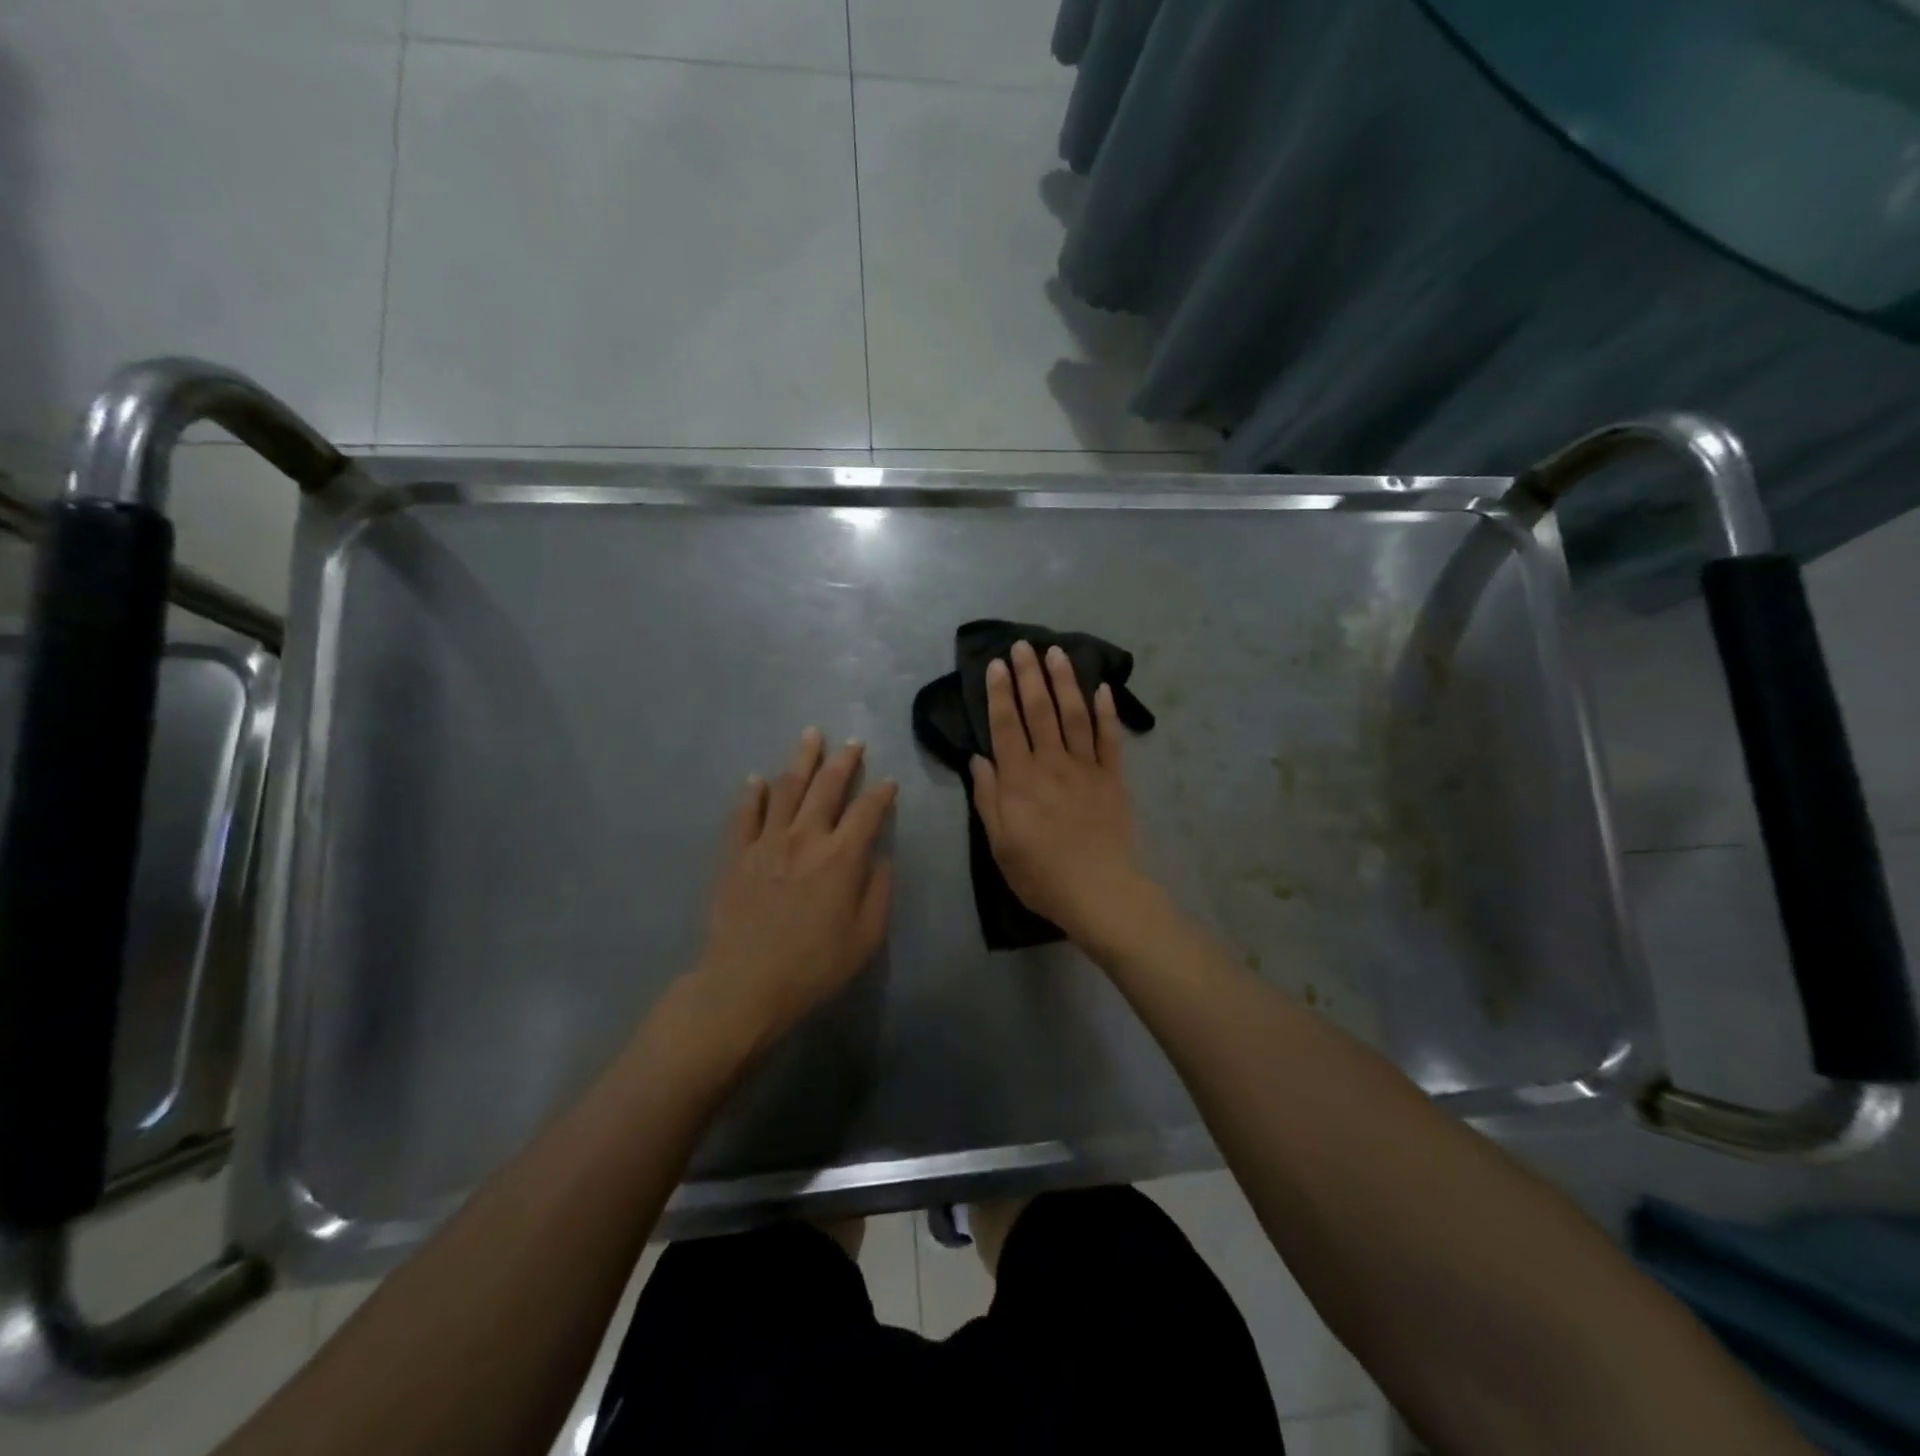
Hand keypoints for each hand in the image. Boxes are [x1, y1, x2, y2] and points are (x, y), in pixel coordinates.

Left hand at [693, 728, 895, 1054]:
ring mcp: (767, 841)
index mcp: (842, 857)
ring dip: (801, 760)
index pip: (868, 811)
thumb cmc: (814, 965)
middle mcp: (806, 837)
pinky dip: (752, 792)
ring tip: (810, 736)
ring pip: (786, 788)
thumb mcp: (866, 936)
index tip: (889, 781)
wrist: (745, 984)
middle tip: (852, 742)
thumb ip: (878, 891)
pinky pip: (744, 814)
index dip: (882, 793)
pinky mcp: (736, 854)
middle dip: (843, 761)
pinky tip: (757, 778)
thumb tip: (879, 856)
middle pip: (827, 787)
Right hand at [970, 640, 1150, 944]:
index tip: (995, 665)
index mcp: (1019, 779)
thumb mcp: (1000, 843)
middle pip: (1039, 710)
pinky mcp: (1113, 778)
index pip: (1006, 725)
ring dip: (1064, 681)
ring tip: (1056, 652)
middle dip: (1029, 675)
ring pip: (1074, 714)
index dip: (999, 693)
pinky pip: (1110, 739)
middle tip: (1023, 644)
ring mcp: (1086, 768)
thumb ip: (988, 798)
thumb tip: (979, 758)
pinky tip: (1102, 688)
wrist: (1099, 892)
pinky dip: (1107, 712)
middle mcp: (1051, 763)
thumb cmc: (1041, 874)